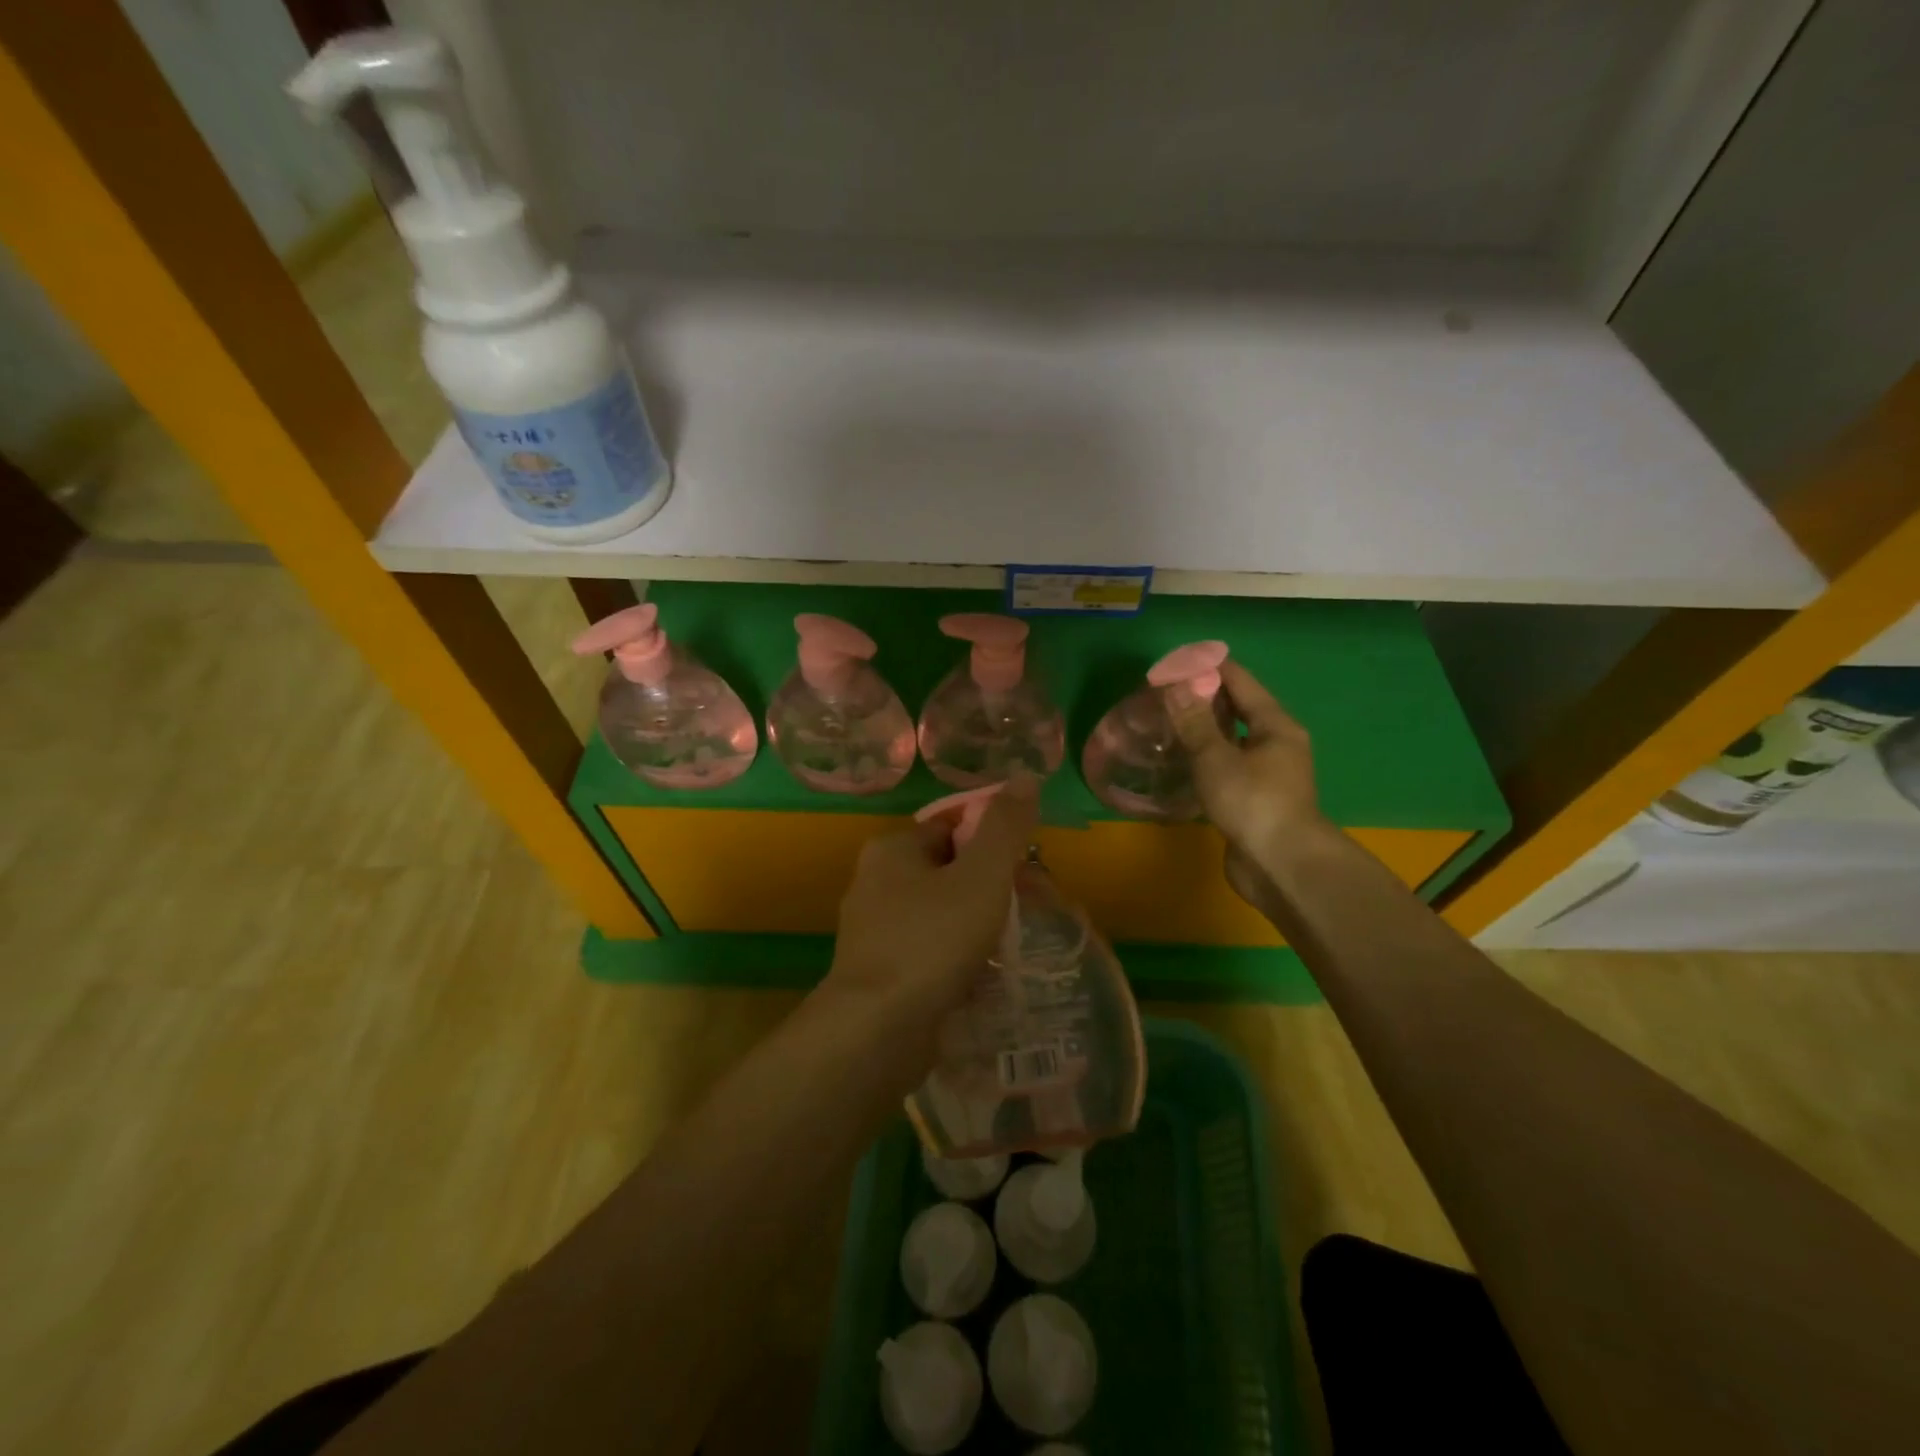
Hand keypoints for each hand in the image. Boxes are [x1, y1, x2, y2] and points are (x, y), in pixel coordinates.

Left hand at [826, 778, 1039, 1036]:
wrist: (877, 1031)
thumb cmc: (932, 940)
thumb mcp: (981, 876)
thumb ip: (1005, 827)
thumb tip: (1025, 777)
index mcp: (892, 849)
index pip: (952, 826)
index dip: (993, 840)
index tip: (1026, 866)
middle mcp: (875, 882)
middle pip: (948, 870)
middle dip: (989, 887)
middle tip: (1027, 908)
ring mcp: (874, 930)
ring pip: (940, 913)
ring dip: (976, 924)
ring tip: (1012, 944)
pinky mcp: (880, 972)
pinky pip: (930, 950)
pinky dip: (957, 957)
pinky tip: (984, 976)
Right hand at [1162, 660, 1330, 907]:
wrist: (1281, 867)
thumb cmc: (1253, 803)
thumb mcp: (1216, 758)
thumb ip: (1195, 722)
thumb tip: (1176, 685)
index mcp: (1276, 726)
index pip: (1241, 682)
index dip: (1209, 668)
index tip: (1175, 662)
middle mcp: (1276, 744)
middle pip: (1238, 710)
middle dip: (1203, 698)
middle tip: (1163, 693)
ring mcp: (1267, 774)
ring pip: (1231, 741)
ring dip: (1203, 730)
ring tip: (1166, 723)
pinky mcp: (1254, 799)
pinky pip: (1226, 766)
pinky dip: (1205, 758)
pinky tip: (1180, 762)